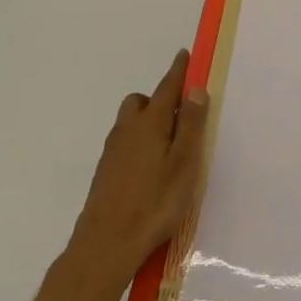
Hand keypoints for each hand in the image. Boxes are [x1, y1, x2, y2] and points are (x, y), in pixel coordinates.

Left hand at [69, 49, 209, 287]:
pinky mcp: (105, 172)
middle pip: (141, 102)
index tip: (184, 54)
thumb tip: (195, 88)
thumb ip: (191, 125)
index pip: (167, 87)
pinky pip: (125, 143)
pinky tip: (151, 168)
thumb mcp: (184, 162)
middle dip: (159, 99)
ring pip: (130, 123)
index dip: (178, 71)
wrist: (105, 245)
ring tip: (169, 145)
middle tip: (181, 115)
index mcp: (150, 123)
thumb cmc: (155, 202)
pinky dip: (139, 143)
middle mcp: (127, 130)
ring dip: (148, 122)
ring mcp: (112, 152)